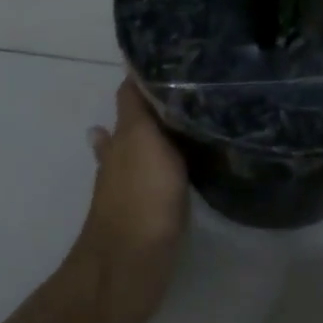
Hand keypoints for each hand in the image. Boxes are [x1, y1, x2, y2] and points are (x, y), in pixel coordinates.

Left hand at [66, 79, 189, 322]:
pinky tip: (194, 160)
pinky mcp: (155, 207)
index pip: (133, 92)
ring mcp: (138, 183)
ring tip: (197, 114)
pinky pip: (168, 173)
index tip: (180, 55)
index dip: (151, 72)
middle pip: (141, 118)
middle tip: (198, 84)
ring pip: (152, 145)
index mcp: (123, 135)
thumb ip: (138, 106)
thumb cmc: (139, 199)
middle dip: (160, 101)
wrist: (129, 268)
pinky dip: (177, 161)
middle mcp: (125, 154)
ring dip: (167, 130)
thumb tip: (134, 64)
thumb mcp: (141, 141)